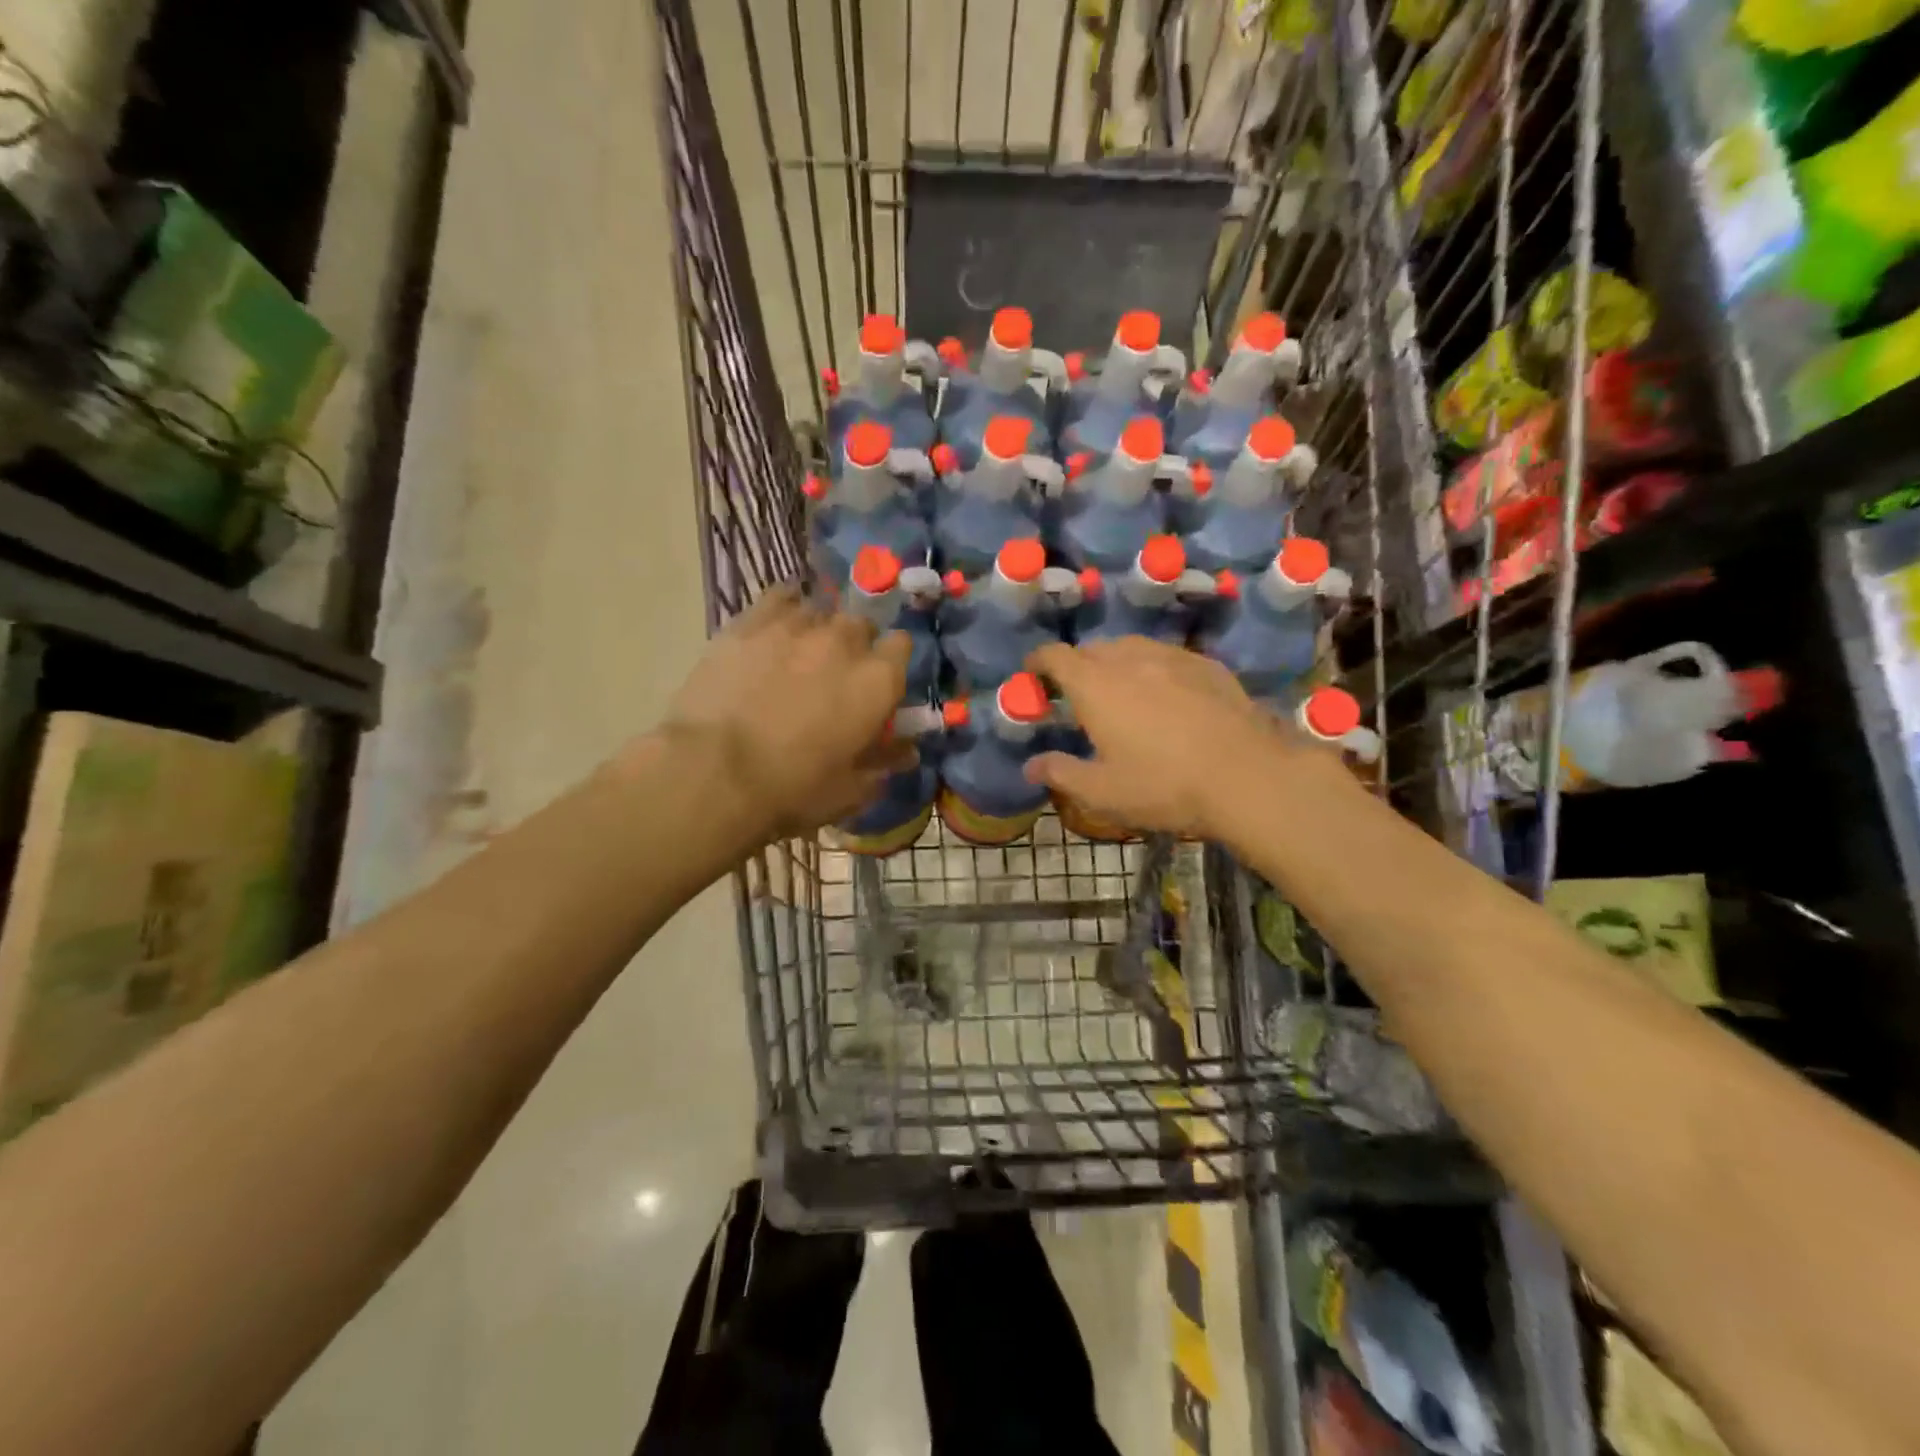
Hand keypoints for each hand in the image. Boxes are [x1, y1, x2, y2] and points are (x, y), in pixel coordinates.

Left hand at [660, 585, 914, 839]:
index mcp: (877, 681)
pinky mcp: (750, 622)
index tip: (879, 683)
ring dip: (818, 629)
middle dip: (855, 645)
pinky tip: (776, 625)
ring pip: (820, 610)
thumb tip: (908, 752)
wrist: (712, 773)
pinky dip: (785, 606)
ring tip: (800, 654)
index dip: (892, 663)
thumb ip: (883, 764)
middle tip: (836, 675)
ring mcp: (796, 625)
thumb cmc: (792, 789)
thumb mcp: (849, 790)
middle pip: (861, 625)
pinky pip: (779, 596)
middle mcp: (844, 641)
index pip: (902, 646)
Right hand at [1022, 638, 1288, 838]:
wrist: (1248, 775)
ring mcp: (1171, 657)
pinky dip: (1152, 668)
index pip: (1055, 656)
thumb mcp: (1102, 792)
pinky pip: (1166, 656)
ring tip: (1119, 690)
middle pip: (1092, 649)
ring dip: (1114, 663)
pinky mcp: (1207, 665)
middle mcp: (1129, 660)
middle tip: (1076, 694)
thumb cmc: (1163, 785)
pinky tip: (1164, 694)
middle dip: (1076, 665)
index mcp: (1095, 686)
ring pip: (1131, 648)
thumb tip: (1031, 766)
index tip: (1032, 675)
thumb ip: (1061, 773)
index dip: (1038, 662)